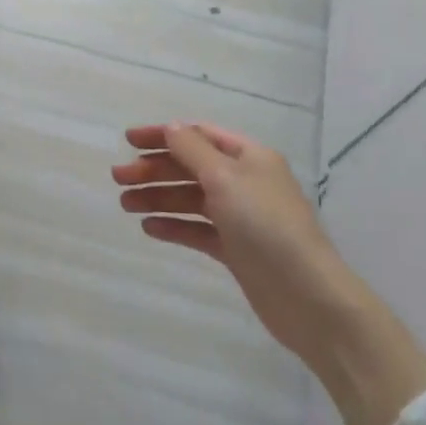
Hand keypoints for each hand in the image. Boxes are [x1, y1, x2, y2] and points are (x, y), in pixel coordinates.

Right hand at [115, 123, 353, 364]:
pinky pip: (198, 230)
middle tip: (118, 178)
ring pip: (191, 199)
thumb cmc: (266, 226)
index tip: (128, 141)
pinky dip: (174, 226)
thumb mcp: (226, 178)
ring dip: (158, 197)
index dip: (162, 134)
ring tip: (126, 205)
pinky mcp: (236, 249)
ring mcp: (240, 217)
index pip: (198, 134)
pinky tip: (150, 228)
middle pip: (191, 166)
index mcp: (248, 156)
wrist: (308, 297)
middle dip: (154, 169)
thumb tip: (170, 127)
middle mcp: (244, 181)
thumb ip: (193, 150)